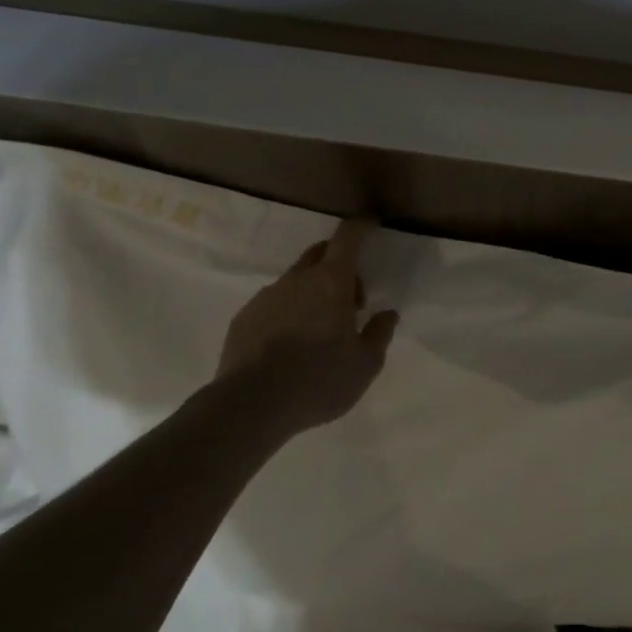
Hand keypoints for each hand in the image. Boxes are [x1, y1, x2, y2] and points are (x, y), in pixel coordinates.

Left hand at [214, 217, 398, 434]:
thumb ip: (379, 334)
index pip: (348, 237)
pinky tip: (288, 345)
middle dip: (339, 264)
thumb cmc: (318, 381)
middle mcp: (297, 280)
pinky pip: (272, 304)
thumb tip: (388, 314)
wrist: (249, 407)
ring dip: (311, 292)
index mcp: (331, 282)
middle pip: (320, 253)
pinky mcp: (243, 318)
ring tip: (317, 330)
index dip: (361, 226)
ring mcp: (266, 297)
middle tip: (350, 300)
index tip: (370, 224)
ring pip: (295, 280)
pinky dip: (286, 312)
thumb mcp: (364, 365)